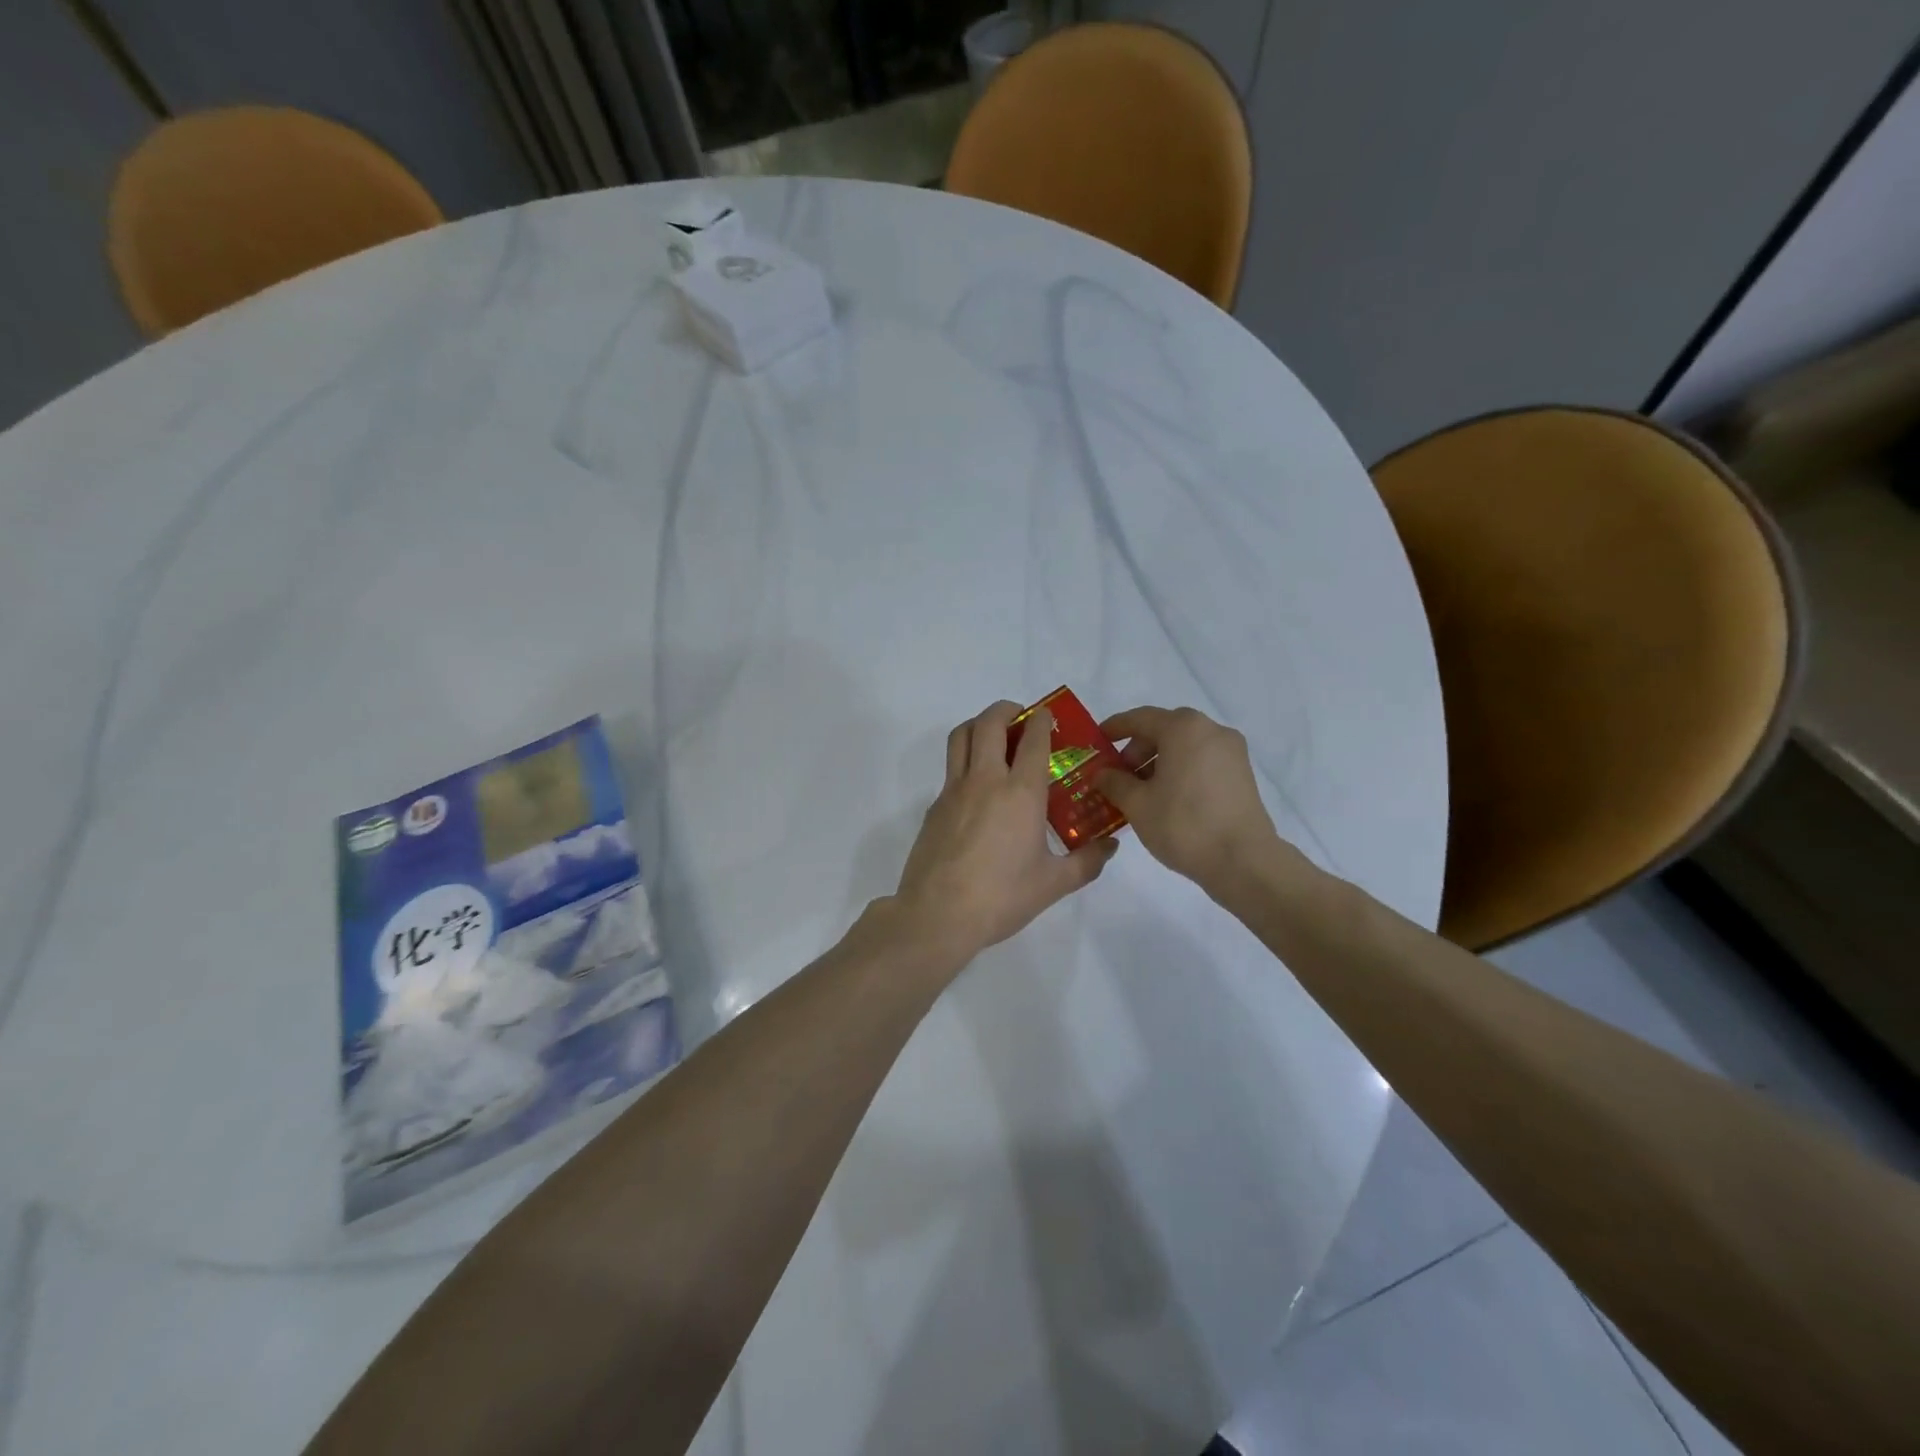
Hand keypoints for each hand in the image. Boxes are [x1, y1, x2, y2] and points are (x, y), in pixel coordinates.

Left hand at [892, 700, 1117, 962]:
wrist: (938, 915)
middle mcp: (986, 780)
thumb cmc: (1002, 897)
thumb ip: (1087, 862)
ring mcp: (954, 790)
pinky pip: (951, 769)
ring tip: (995, 736)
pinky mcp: (935, 806)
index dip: (1043, 721)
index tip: (1049, 716)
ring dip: (979, 724)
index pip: (1033, 739)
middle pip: (989, 723)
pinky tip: (979, 788)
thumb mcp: (1054, 884)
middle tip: (1020, 717)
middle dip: (1006, 710)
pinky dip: (966, 760)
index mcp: (1021, 793)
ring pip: (961, 737)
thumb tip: (1111, 846)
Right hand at [1094, 705, 1281, 894]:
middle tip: (1118, 775)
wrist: (1243, 861)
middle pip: (1164, 729)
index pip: (1140, 718)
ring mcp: (1232, 751)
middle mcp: (1211, 730)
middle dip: (1137, 749)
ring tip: (1141, 791)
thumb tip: (1103, 774)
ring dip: (1159, 761)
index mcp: (1183, 728)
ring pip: (1185, 746)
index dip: (1115, 728)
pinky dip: (1181, 770)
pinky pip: (1202, 760)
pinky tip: (1168, 797)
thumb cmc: (1183, 824)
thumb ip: (1114, 782)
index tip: (1097, 740)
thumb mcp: (1137, 804)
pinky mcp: (1242, 773)